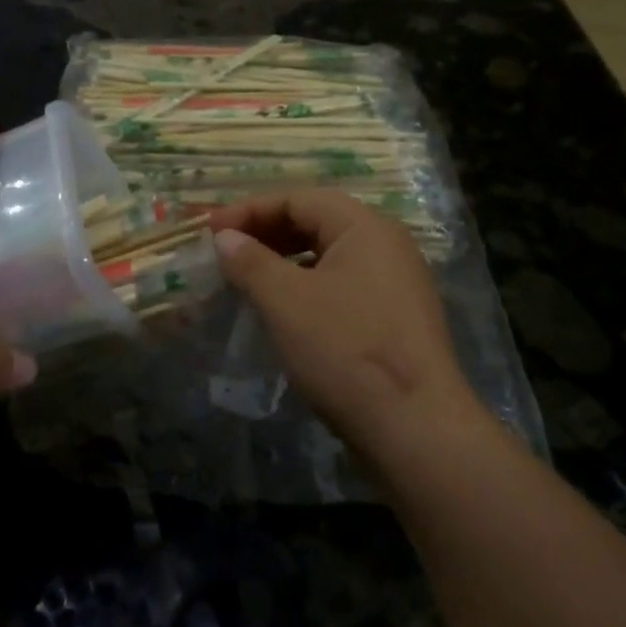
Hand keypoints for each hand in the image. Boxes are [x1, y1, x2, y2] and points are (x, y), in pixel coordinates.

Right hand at [209, 191, 474, 449]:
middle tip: (225, 252)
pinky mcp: (395, 317)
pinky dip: (306, 285)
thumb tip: (225, 237)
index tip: (209, 230)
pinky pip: (341, 284)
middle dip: (266, 232)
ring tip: (247, 279)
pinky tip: (284, 310)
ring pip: (328, 255)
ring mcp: (395, 281)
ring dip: (284, 260)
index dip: (249, 210)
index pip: (298, 198)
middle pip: (316, 222)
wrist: (416, 427)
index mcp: (364, 226)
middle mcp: (386, 244)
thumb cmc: (346, 350)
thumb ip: (251, 262)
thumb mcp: (286, 301)